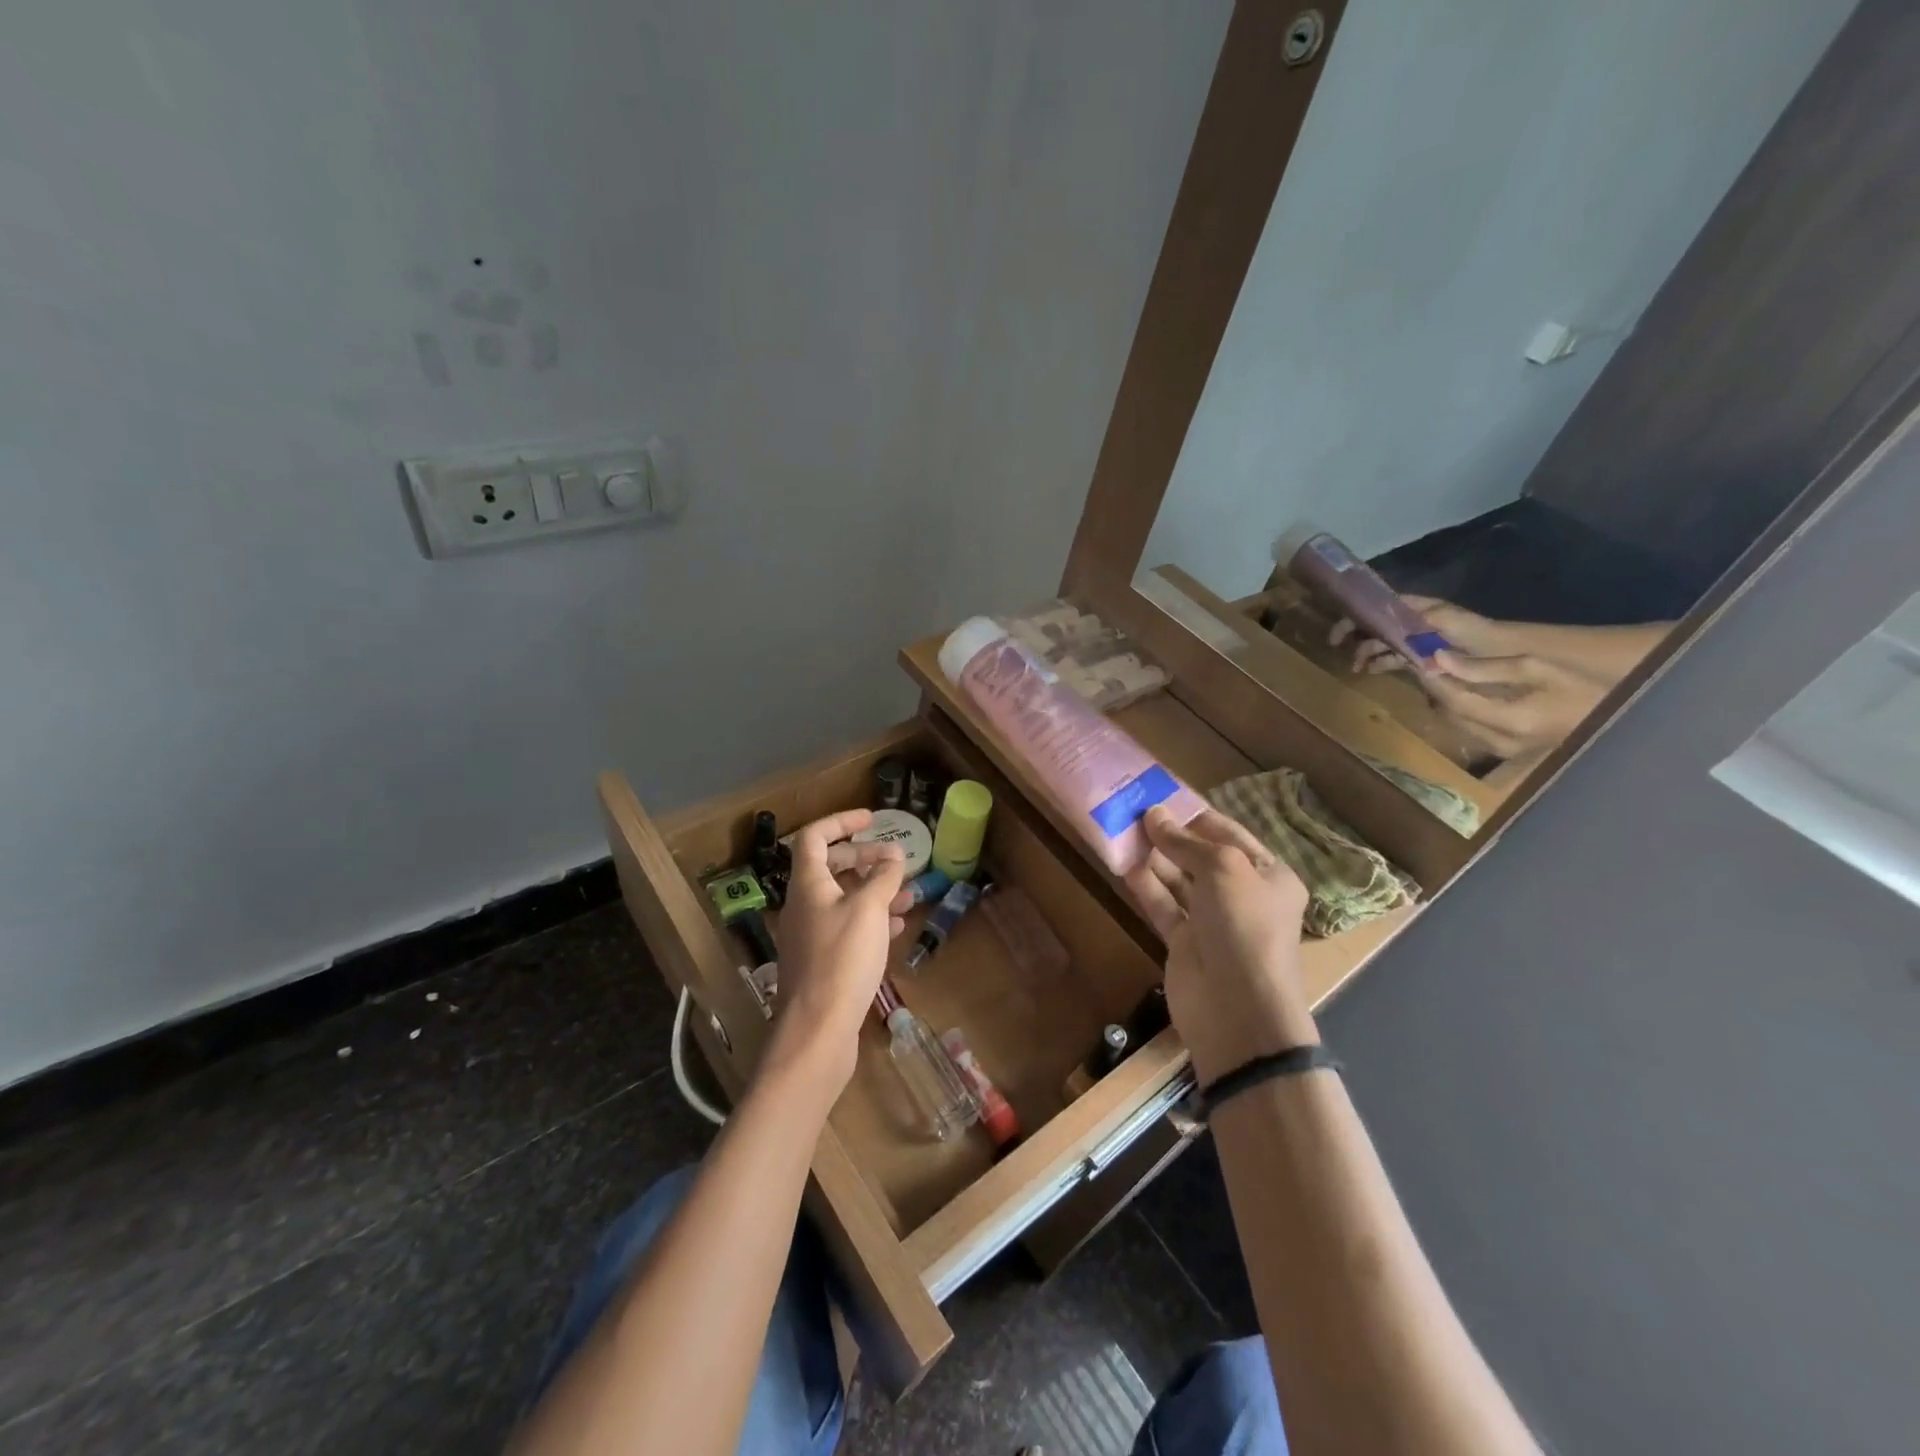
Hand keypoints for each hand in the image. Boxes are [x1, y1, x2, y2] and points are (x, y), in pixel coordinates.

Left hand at [763, 810, 911, 1089]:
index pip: (815, 838)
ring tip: (909, 895)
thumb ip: (883, 878)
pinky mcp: (823, 962)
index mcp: (808, 885)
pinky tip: (898, 928)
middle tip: (895, 859)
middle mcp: (804, 905)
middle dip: (864, 858)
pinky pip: (848, 928)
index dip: (841, 822)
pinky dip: (872, 920)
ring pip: (844, 900)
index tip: (871, 819)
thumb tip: (894, 854)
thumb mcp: (869, 910)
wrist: (818, 1029)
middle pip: (831, 867)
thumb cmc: (842, 960)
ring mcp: (812, 935)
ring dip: (874, 891)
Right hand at [1123, 807, 1316, 1084]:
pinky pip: (1162, 905)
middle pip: (1200, 856)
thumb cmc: (1243, 926)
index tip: (1159, 796)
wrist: (1237, 1010)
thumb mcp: (1223, 869)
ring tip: (1121, 831)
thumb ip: (1185, 841)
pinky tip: (1122, 865)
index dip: (1194, 814)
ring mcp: (1212, 920)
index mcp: (1268, 874)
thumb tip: (1153, 815)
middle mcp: (1242, 894)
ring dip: (1153, 857)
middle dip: (1170, 835)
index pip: (1228, 833)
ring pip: (1178, 880)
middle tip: (1131, 811)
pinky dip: (1145, 886)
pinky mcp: (1184, 942)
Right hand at [1330, 595, 1513, 673]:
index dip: (1358, 614)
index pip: (1381, 606)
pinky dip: (1383, 662)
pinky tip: (1373, 671)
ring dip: (1368, 652)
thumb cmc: (1480, 636)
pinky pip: (1398, 657)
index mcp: (1420, 610)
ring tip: (1357, 668)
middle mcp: (1416, 622)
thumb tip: (1388, 635)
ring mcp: (1421, 640)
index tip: (1340, 631)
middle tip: (1337, 649)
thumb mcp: (1448, 622)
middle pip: (1379, 624)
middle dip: (1358, 635)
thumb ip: (1418, 623)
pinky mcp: (1427, 657)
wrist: (1512, 657)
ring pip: (1385, 642)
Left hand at [1425, 649, 1606, 758]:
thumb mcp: (1537, 667)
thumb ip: (1486, 667)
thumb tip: (1440, 659)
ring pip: (1457, 725)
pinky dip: (1461, 712)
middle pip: (1451, 715)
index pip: (1454, 701)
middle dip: (1436, 689)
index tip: (1420, 659)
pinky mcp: (1507, 753)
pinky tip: (1463, 693)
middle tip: (1427, 665)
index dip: (1433, 680)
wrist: (1619, 718)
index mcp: (1509, 721)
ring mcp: (1503, 752)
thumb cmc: (1582, 686)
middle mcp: (1500, 743)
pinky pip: (1471, 731)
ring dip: (1446, 701)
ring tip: (1442, 675)